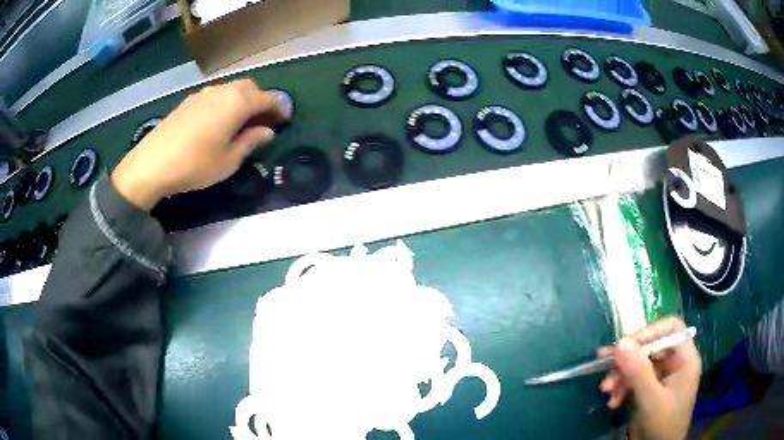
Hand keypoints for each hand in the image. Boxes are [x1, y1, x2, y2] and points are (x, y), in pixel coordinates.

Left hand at [112, 80, 289, 209]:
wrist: (152, 163)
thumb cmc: (195, 164)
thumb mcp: (229, 160)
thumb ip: (251, 141)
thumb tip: (266, 131)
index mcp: (238, 102)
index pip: (268, 99)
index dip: (280, 108)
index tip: (285, 120)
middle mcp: (224, 91)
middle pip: (251, 88)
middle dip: (261, 101)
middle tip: (263, 121)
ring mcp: (204, 94)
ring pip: (232, 89)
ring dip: (243, 101)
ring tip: (242, 122)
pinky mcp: (190, 101)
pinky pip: (216, 95)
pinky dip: (226, 103)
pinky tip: (219, 121)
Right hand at [598, 317, 701, 439]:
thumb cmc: (662, 425)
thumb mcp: (650, 400)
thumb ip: (638, 371)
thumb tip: (621, 343)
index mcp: (685, 358)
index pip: (670, 328)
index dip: (649, 331)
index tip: (625, 345)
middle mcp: (675, 363)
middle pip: (651, 346)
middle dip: (628, 360)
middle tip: (606, 368)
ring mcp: (663, 377)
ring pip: (640, 364)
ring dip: (622, 376)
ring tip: (606, 391)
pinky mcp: (651, 389)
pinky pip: (635, 379)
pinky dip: (622, 388)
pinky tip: (613, 402)